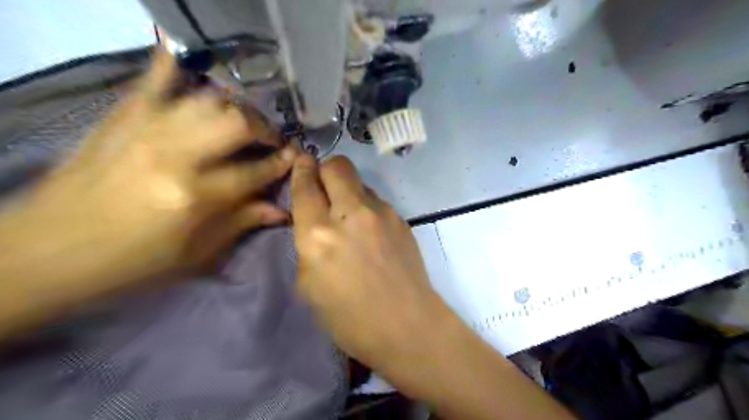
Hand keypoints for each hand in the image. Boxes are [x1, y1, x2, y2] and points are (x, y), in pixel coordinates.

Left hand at [9, 47, 295, 288]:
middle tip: (271, 140)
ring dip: (236, 108)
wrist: (45, 252)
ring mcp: (146, 130)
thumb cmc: (132, 263)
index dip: (281, 163)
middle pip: (237, 123)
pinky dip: (172, 66)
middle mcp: (176, 156)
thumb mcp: (196, 255)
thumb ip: (241, 223)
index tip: (294, 157)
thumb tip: (282, 209)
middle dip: (264, 129)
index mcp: (196, 197)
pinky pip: (153, 81)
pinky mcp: (121, 119)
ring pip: (208, 100)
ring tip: (243, 121)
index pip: (256, 170)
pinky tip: (187, 58)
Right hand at [287, 156, 449, 374]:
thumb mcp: (309, 286)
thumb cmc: (350, 317)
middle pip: (337, 166)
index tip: (301, 161)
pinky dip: (367, 207)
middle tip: (323, 184)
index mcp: (318, 236)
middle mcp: (350, 214)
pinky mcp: (400, 218)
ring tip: (349, 216)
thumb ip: (307, 246)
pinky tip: (370, 231)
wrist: (406, 324)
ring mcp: (380, 213)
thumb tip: (313, 222)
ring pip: (359, 182)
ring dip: (348, 190)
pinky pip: (376, 200)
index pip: (305, 187)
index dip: (301, 170)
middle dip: (325, 169)